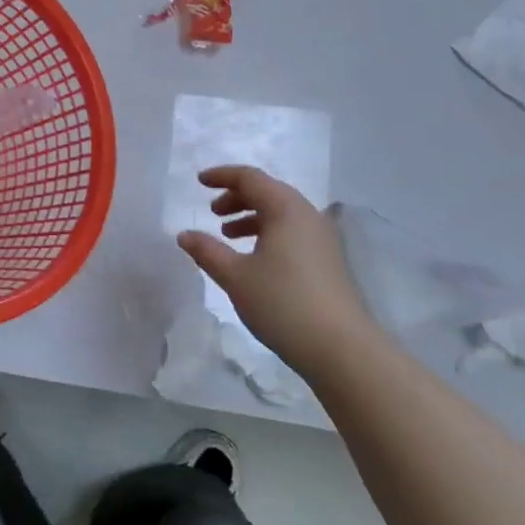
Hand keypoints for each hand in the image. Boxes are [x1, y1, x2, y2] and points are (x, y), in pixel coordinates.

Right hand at [176, 165, 384, 374]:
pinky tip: (254, 258)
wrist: (340, 348)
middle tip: (213, 212)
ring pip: (281, 213)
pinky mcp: (327, 260)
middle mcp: (307, 215)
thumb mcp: (235, 276)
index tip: (200, 181)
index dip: (223, 176)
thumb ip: (207, 251)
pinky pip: (292, 231)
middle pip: (268, 192)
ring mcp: (321, 238)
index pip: (251, 178)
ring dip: (251, 216)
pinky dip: (268, 233)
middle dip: (237, 197)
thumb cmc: (282, 303)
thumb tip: (184, 235)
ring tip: (228, 235)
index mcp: (285, 209)